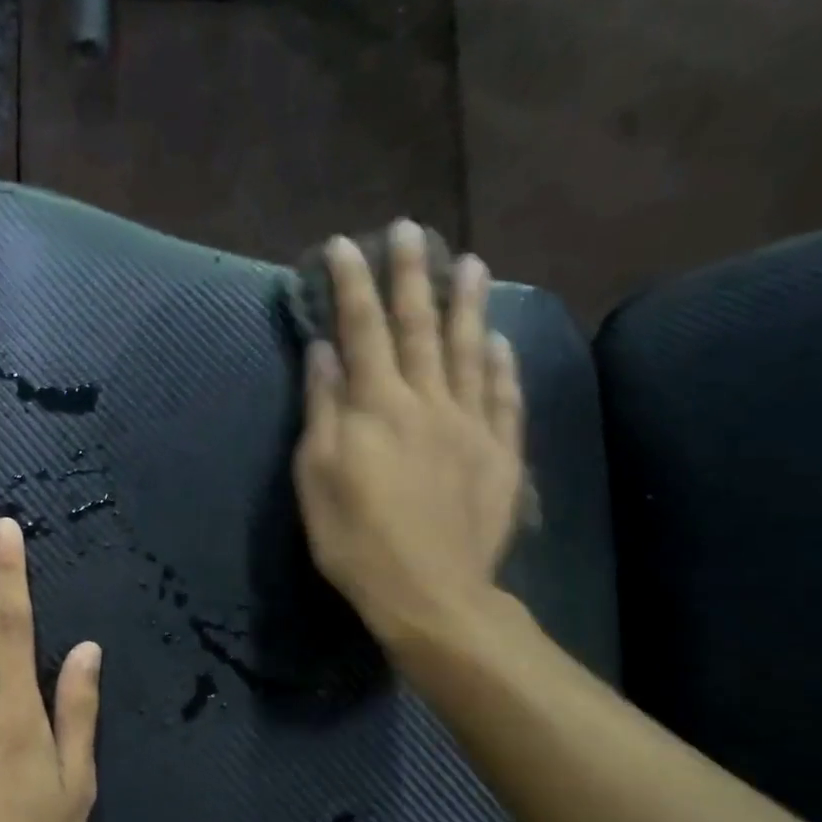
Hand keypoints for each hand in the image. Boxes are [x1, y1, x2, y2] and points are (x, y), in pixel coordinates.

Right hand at [293, 222, 525, 662]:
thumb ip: (323, 410)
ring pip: (471, 350)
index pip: (361, 330)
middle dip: (411, 275)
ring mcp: (470, 424)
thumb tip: (325, 353)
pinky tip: (502, 341)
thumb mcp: (317, 477)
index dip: (351, 285)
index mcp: (376, 406)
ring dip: (468, 304)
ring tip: (470, 263)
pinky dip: (503, 365)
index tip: (344, 245)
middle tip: (411, 228)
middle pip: (419, 327)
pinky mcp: (499, 453)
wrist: (429, 592)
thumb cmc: (355, 539)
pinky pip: (504, 397)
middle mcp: (427, 401)